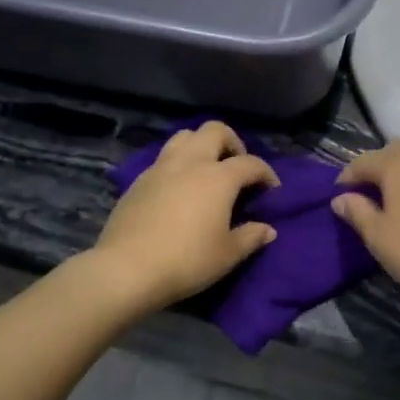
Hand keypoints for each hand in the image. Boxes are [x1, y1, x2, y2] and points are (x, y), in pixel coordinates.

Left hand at [91, 122, 278, 312]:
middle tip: (237, 167)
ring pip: (185, 137)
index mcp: (218, 177)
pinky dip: (178, 164)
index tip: (272, 191)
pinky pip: (164, 158)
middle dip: (232, 143)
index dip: (266, 174)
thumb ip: (251, 237)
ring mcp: (161, 168)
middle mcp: (191, 162)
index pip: (251, 163)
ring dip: (201, 145)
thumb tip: (267, 229)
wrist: (127, 269)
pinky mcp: (139, 181)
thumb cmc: (187, 260)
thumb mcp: (228, 254)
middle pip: (215, 131)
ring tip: (207, 170)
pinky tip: (179, 189)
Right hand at [331, 139, 399, 305]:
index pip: (363, 161)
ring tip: (394, 198)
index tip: (338, 197)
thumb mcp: (378, 236)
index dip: (347, 177)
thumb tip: (340, 198)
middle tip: (366, 192)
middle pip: (393, 151)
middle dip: (376, 166)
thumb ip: (357, 212)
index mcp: (397, 164)